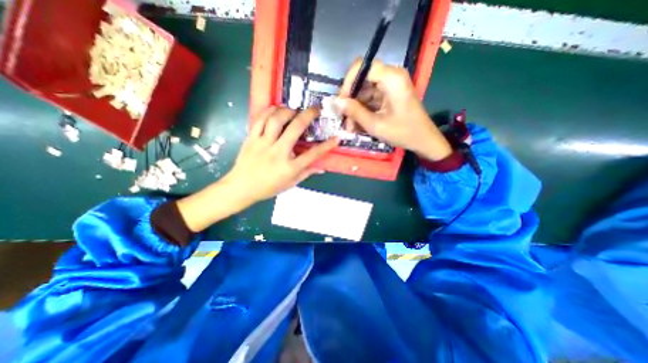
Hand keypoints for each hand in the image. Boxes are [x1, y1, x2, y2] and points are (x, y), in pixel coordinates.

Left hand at [177, 108, 339, 231]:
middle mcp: (278, 153)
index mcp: (289, 167)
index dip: (327, 146)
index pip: (312, 154)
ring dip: (288, 111)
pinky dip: (269, 111)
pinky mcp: (251, 138)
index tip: (336, 138)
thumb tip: (321, 167)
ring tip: (294, 110)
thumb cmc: (268, 188)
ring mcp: (263, 144)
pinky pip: (260, 120)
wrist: (241, 187)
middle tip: (315, 109)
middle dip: (308, 116)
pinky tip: (276, 109)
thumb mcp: (290, 184)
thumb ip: (306, 173)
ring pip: (276, 120)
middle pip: (295, 129)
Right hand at [334, 58, 451, 159]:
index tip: (341, 102)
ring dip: (355, 108)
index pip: (362, 67)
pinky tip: (358, 124)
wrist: (423, 140)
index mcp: (392, 78)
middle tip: (344, 118)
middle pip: (362, 80)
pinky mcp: (389, 94)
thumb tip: (335, 102)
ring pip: (364, 91)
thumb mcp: (376, 125)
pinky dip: (363, 110)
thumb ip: (355, 112)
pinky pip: (370, 98)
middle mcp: (391, 76)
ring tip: (350, 127)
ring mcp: (390, 85)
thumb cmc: (403, 132)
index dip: (348, 82)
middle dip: (350, 100)